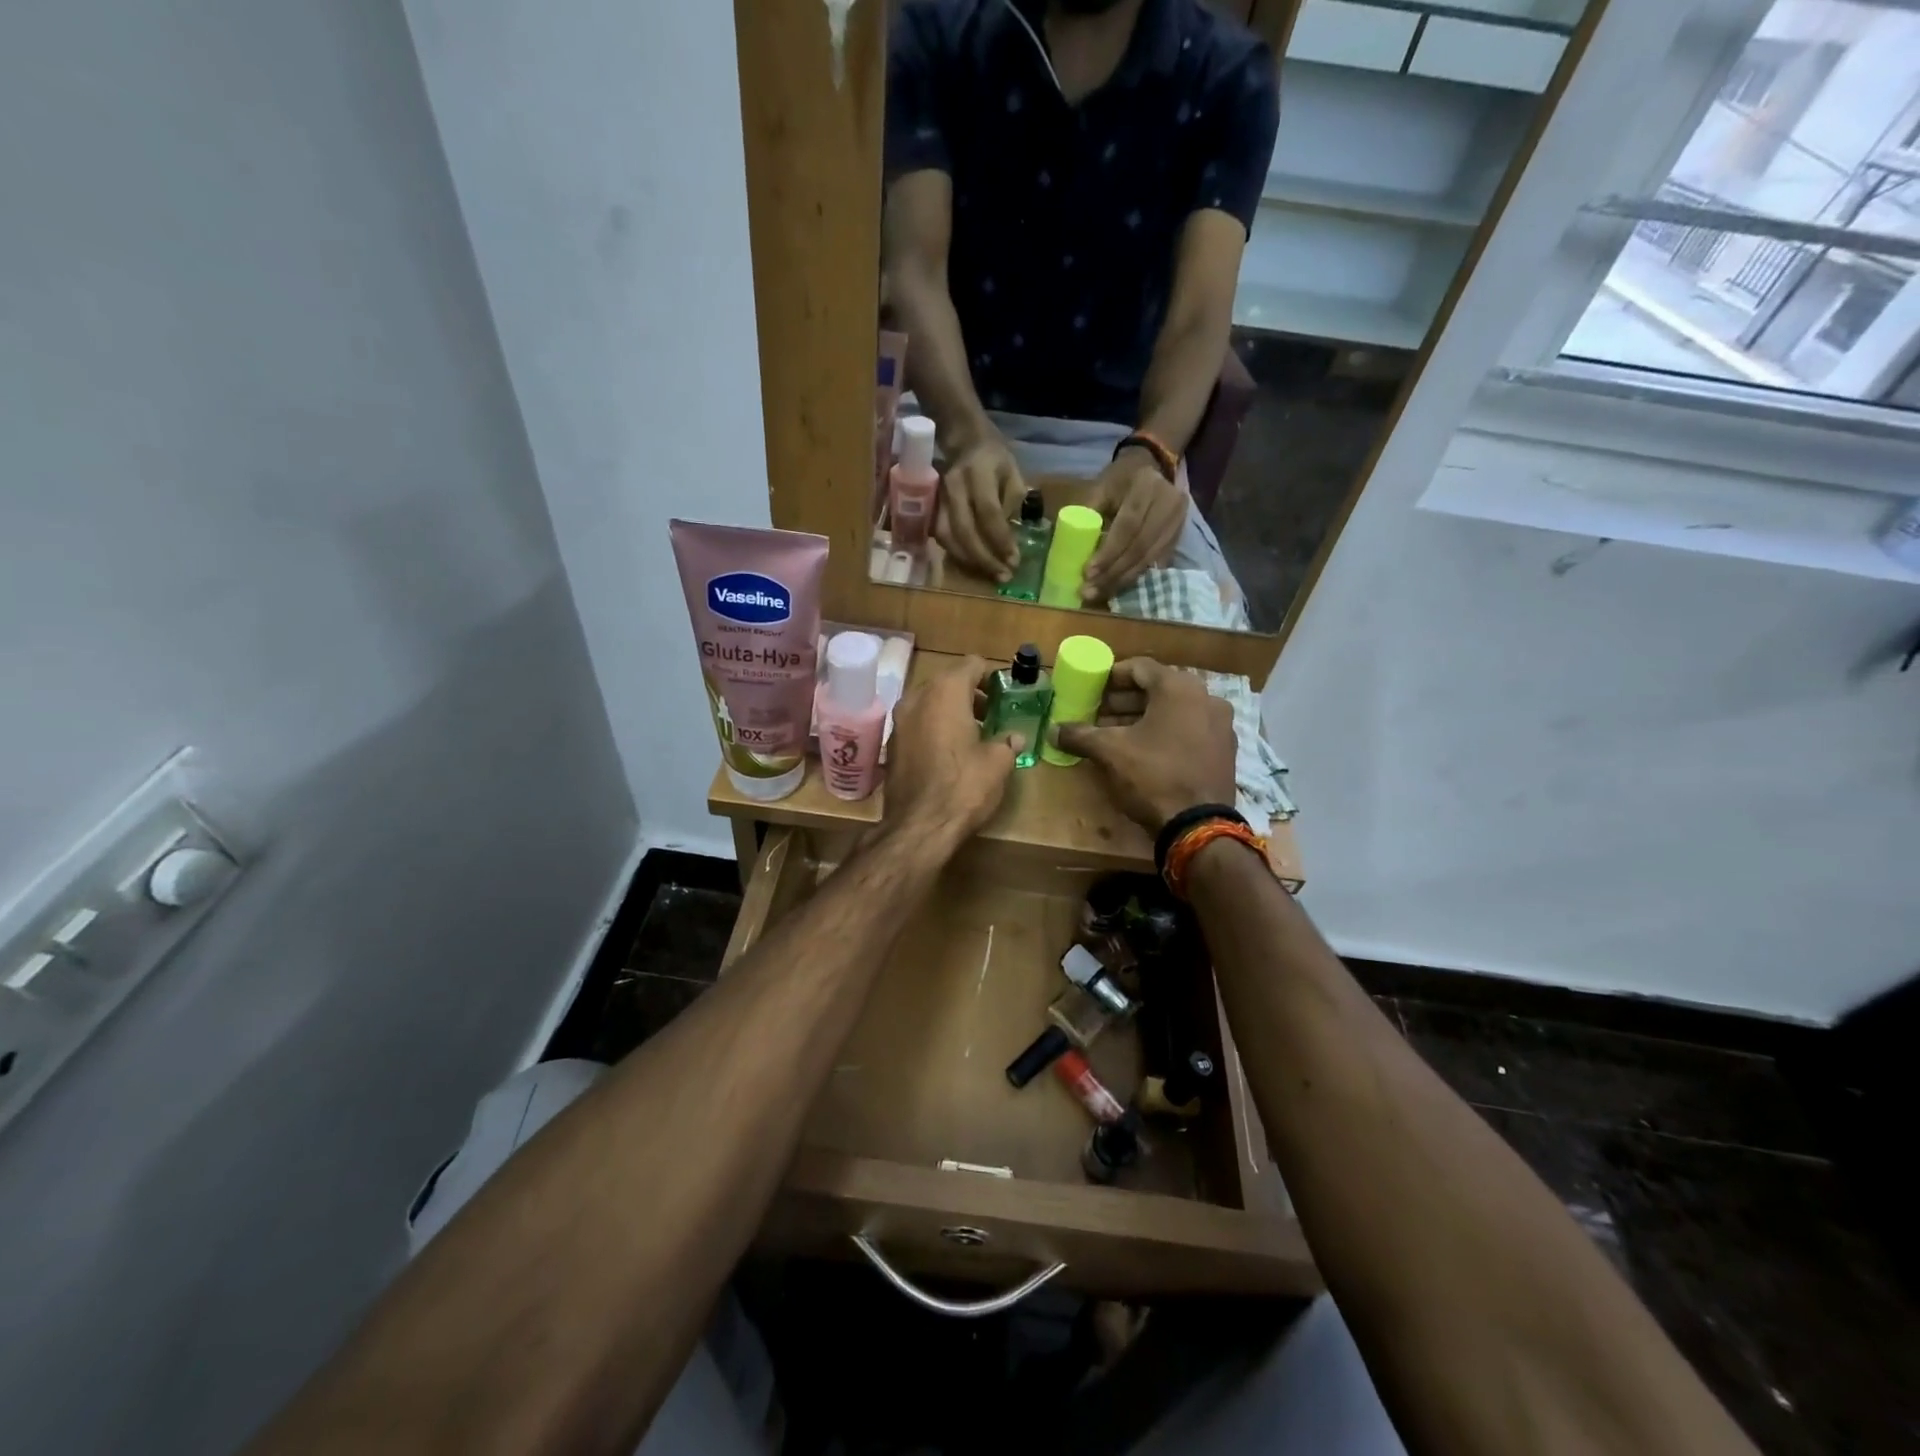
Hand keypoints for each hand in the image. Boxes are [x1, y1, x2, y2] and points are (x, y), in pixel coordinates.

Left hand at [884, 654, 1017, 846]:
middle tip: (992, 713)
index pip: (972, 664)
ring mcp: (899, 720)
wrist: (918, 826)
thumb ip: (1007, 742)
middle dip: (971, 693)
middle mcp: (917, 697)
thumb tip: (1014, 738)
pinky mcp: (892, 744)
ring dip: (951, 710)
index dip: (992, 676)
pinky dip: (934, 727)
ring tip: (974, 733)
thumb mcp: (998, 763)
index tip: (1005, 694)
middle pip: (948, 680)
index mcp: (945, 691)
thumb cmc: (963, 786)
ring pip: (930, 702)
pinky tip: (950, 751)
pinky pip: (918, 723)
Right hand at [935, 430, 1025, 581]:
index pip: (988, 513)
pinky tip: (972, 564)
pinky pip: (940, 537)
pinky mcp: (929, 508)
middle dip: (984, 558)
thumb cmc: (993, 458)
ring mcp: (937, 498)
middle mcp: (953, 486)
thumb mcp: (1012, 472)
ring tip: (989, 574)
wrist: (963, 440)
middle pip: (964, 530)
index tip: (1014, 561)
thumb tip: (1007, 538)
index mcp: (978, 473)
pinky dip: (956, 554)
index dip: (1001, 540)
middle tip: (1002, 575)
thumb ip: (1011, 503)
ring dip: (968, 561)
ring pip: (947, 537)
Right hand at [1052, 658, 1233, 833]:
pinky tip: (1142, 753)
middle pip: (1157, 689)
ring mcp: (1220, 725)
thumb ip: (1080, 735)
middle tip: (1098, 714)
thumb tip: (1053, 730)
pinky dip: (1164, 733)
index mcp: (1179, 688)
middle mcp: (1205, 698)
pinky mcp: (1224, 750)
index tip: (1091, 690)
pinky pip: (1189, 730)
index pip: (1139, 668)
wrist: (1198, 825)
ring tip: (1114, 735)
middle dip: (1124, 701)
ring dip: (1142, 718)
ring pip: (1173, 711)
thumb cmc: (1153, 776)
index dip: (1110, 677)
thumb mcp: (1110, 752)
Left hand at [1081, 449, 1187, 601]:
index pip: (1128, 526)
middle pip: (1140, 547)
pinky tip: (1118, 587)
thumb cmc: (1120, 478)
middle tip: (1090, 591)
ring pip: (1149, 558)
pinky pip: (1156, 562)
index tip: (1088, 573)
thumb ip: (1089, 513)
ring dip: (1123, 580)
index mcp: (1146, 486)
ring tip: (1100, 593)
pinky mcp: (1179, 535)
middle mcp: (1169, 503)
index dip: (1109, 553)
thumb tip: (1073, 549)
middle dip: (1113, 573)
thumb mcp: (1101, 487)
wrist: (1152, 466)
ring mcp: (1178, 521)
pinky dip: (1135, 576)